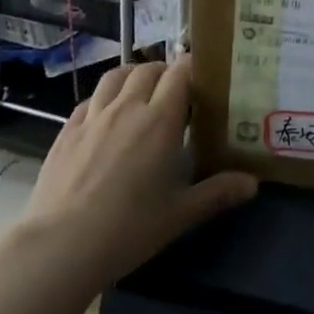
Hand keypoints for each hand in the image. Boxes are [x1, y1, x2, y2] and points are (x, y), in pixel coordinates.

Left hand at [12, 55, 256, 288]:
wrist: (60, 247)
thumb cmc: (128, 228)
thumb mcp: (179, 214)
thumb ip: (217, 193)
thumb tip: (253, 183)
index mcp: (160, 119)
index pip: (180, 72)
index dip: (192, 67)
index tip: (203, 76)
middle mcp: (128, 107)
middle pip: (148, 69)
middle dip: (164, 71)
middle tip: (175, 90)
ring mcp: (93, 117)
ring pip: (115, 76)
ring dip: (132, 75)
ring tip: (140, 91)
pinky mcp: (66, 131)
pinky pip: (89, 101)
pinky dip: (102, 99)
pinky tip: (104, 117)